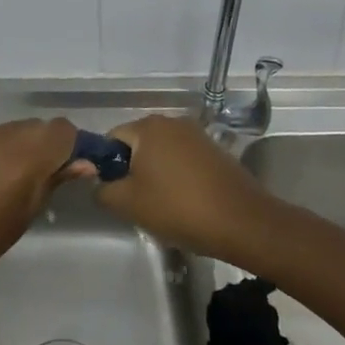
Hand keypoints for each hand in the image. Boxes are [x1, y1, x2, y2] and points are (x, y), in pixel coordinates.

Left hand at [0, 118, 80, 296]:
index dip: (71, 145)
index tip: (71, 168)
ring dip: (14, 149)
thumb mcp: (22, 218)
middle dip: (42, 147)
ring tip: (3, 183)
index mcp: (19, 155)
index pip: (60, 130)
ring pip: (5, 131)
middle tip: (38, 180)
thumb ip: (51, 183)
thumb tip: (83, 164)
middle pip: (33, 127)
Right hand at [94, 115, 268, 261]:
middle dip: (132, 170)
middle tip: (136, 201)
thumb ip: (103, 190)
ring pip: (161, 152)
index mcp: (147, 126)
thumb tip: (100, 184)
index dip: (107, 165)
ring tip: (162, 205)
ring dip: (155, 174)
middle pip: (137, 143)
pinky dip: (177, 176)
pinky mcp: (215, 150)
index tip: (115, 192)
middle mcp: (171, 121)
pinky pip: (183, 159)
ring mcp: (196, 134)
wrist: (243, 222)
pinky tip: (184, 202)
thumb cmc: (179, 208)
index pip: (111, 138)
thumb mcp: (128, 204)